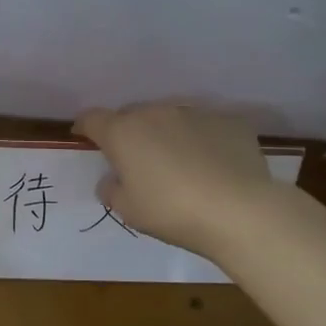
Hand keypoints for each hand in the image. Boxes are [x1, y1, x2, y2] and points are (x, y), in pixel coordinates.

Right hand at [73, 102, 281, 260]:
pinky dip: (203, 141)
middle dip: (130, 134)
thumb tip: (112, 180)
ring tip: (180, 164)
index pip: (93, 118)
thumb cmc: (172, 212)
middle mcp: (156, 113)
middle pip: (133, 116)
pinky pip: (206, 127)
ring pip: (171, 119)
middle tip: (137, 161)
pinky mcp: (228, 120)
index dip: (86, 127)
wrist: (240, 210)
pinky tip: (214, 167)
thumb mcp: (130, 211)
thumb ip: (112, 190)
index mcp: (124, 132)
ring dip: (167, 135)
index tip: (84, 137)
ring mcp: (195, 113)